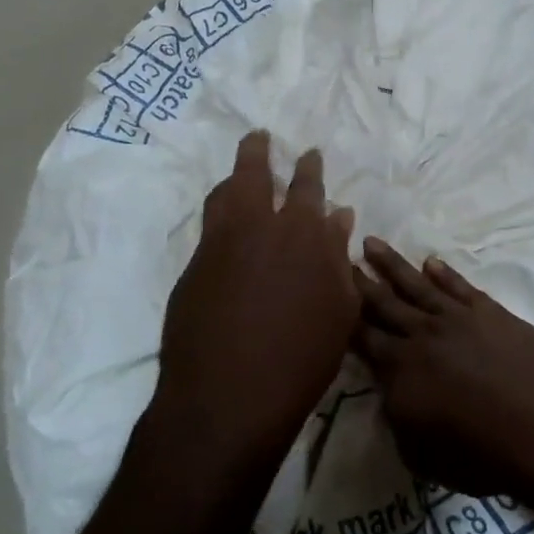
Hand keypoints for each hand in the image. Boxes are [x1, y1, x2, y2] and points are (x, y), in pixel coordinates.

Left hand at [155, 132, 357, 465]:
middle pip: (255, 175)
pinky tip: (225, 220)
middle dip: (259, 152)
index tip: (310, 153)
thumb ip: (337, 257)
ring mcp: (219, 245)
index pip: (308, 188)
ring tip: (240, 170)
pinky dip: (220, 211)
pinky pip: (209, 225)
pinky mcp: (193, 267)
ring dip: (234, 177)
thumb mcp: (339, 310)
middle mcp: (258, 227)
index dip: (310, 168)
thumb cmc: (301, 358)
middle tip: (260, 136)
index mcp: (303, 234)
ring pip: (224, 194)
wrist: (228, 396)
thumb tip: (339, 217)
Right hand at [354, 238, 533, 504]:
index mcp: (400, 370)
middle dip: (360, 281)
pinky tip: (431, 261)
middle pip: (384, 303)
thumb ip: (397, 418)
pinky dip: (444, 272)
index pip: (363, 337)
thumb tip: (390, 393)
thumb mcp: (421, 454)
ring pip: (417, 284)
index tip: (328, 293)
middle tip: (341, 256)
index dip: (344, 316)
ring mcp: (458, 318)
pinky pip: (460, 285)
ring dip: (393, 264)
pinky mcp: (490, 312)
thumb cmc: (481, 454)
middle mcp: (422, 335)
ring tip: (373, 242)